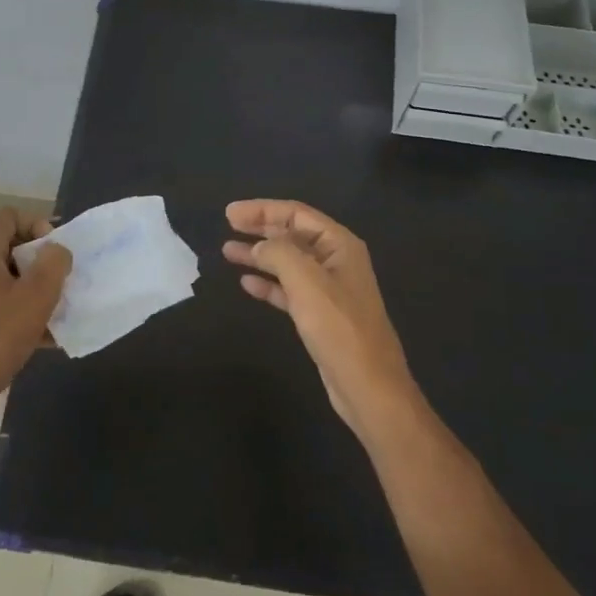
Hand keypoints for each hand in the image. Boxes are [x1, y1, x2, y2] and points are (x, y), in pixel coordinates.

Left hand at [0, 209, 70, 434]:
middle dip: (39, 262)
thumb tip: (56, 250)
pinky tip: (43, 339)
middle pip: (8, 247)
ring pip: (5, 280)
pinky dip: (20, 314)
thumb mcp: (36, 296)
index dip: (37, 224)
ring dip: (33, 291)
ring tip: (56, 313)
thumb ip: (54, 263)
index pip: (9, 216)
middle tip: (59, 284)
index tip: (54, 254)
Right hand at [223, 200, 420, 435]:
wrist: (368, 386)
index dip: (262, 210)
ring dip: (259, 255)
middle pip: (292, 234)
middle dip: (260, 228)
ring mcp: (328, 289)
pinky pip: (289, 289)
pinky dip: (268, 283)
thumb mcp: (306, 281)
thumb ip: (279, 253)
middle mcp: (336, 260)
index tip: (230, 213)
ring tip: (227, 251)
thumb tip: (259, 245)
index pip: (296, 214)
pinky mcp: (320, 315)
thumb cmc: (338, 327)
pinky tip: (247, 283)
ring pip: (288, 262)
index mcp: (339, 245)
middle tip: (228, 225)